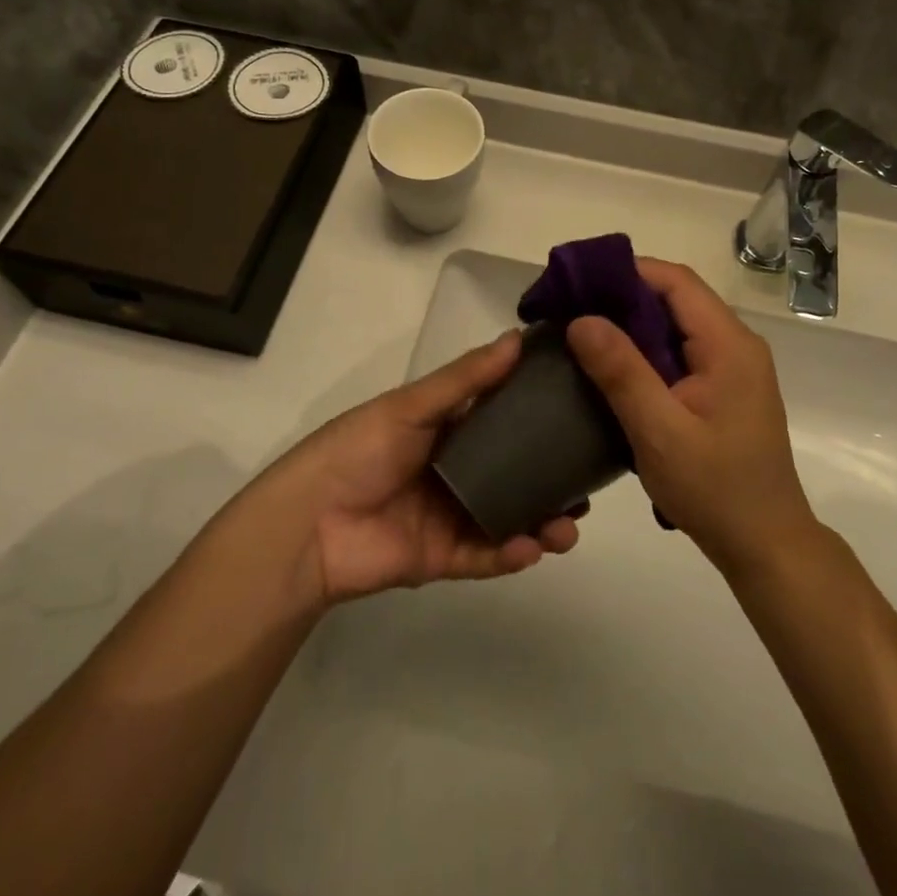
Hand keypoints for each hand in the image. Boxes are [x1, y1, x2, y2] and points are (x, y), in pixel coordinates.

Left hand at [271, 332, 580, 602]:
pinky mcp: (444, 557)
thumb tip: (517, 338)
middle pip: (516, 472)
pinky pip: (486, 555)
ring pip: (509, 517)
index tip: (584, 409)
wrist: (307, 525)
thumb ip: (465, 379)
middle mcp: (457, 470)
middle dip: (552, 478)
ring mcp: (452, 515)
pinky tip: (533, 547)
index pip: (504, 417)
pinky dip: (511, 553)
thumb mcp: (411, 406)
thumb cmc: (358, 450)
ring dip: (542, 521)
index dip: (541, 415)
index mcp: (448, 429)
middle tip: (589, 481)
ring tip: (570, 525)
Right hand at [566, 260, 815, 574]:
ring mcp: (732, 367)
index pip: (676, 281)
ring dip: (632, 325)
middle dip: (623, 297)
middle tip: (570, 308)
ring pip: (676, 325)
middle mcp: (736, 345)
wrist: (765, 545)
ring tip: (582, 334)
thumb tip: (581, 319)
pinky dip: (645, 350)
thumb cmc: (715, 489)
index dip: (627, 272)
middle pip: (676, 298)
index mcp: (729, 345)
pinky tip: (612, 368)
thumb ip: (622, 373)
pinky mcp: (723, 389)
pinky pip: (680, 351)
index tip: (578, 281)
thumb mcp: (660, 432)